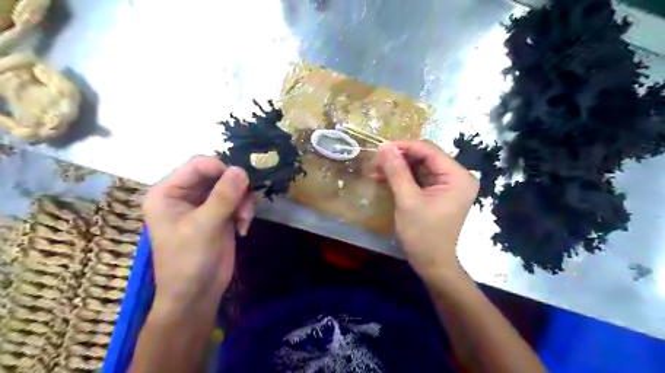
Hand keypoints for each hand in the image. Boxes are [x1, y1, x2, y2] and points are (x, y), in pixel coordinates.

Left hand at [142, 156, 255, 308]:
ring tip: (244, 220)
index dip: (221, 169)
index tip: (242, 183)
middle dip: (235, 188)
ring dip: (242, 201)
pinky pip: (236, 200)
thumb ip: (223, 196)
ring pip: (230, 186)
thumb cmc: (189, 261)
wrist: (197, 295)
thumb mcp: (205, 226)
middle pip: (216, 174)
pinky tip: (243, 228)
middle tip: (246, 204)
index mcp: (168, 192)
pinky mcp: (218, 215)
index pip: (197, 165)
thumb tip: (241, 169)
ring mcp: (203, 205)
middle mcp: (184, 194)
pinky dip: (244, 210)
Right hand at [373, 142, 477, 277]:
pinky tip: (384, 179)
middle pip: (425, 157)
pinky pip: (419, 179)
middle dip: (399, 159)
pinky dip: (403, 179)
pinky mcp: (439, 193)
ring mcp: (448, 185)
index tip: (381, 148)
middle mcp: (457, 177)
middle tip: (376, 162)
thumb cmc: (423, 234)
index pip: (429, 150)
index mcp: (457, 176)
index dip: (404, 146)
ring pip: (420, 167)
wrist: (432, 264)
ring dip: (398, 169)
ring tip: (376, 171)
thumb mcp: (407, 200)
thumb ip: (396, 171)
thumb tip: (384, 146)